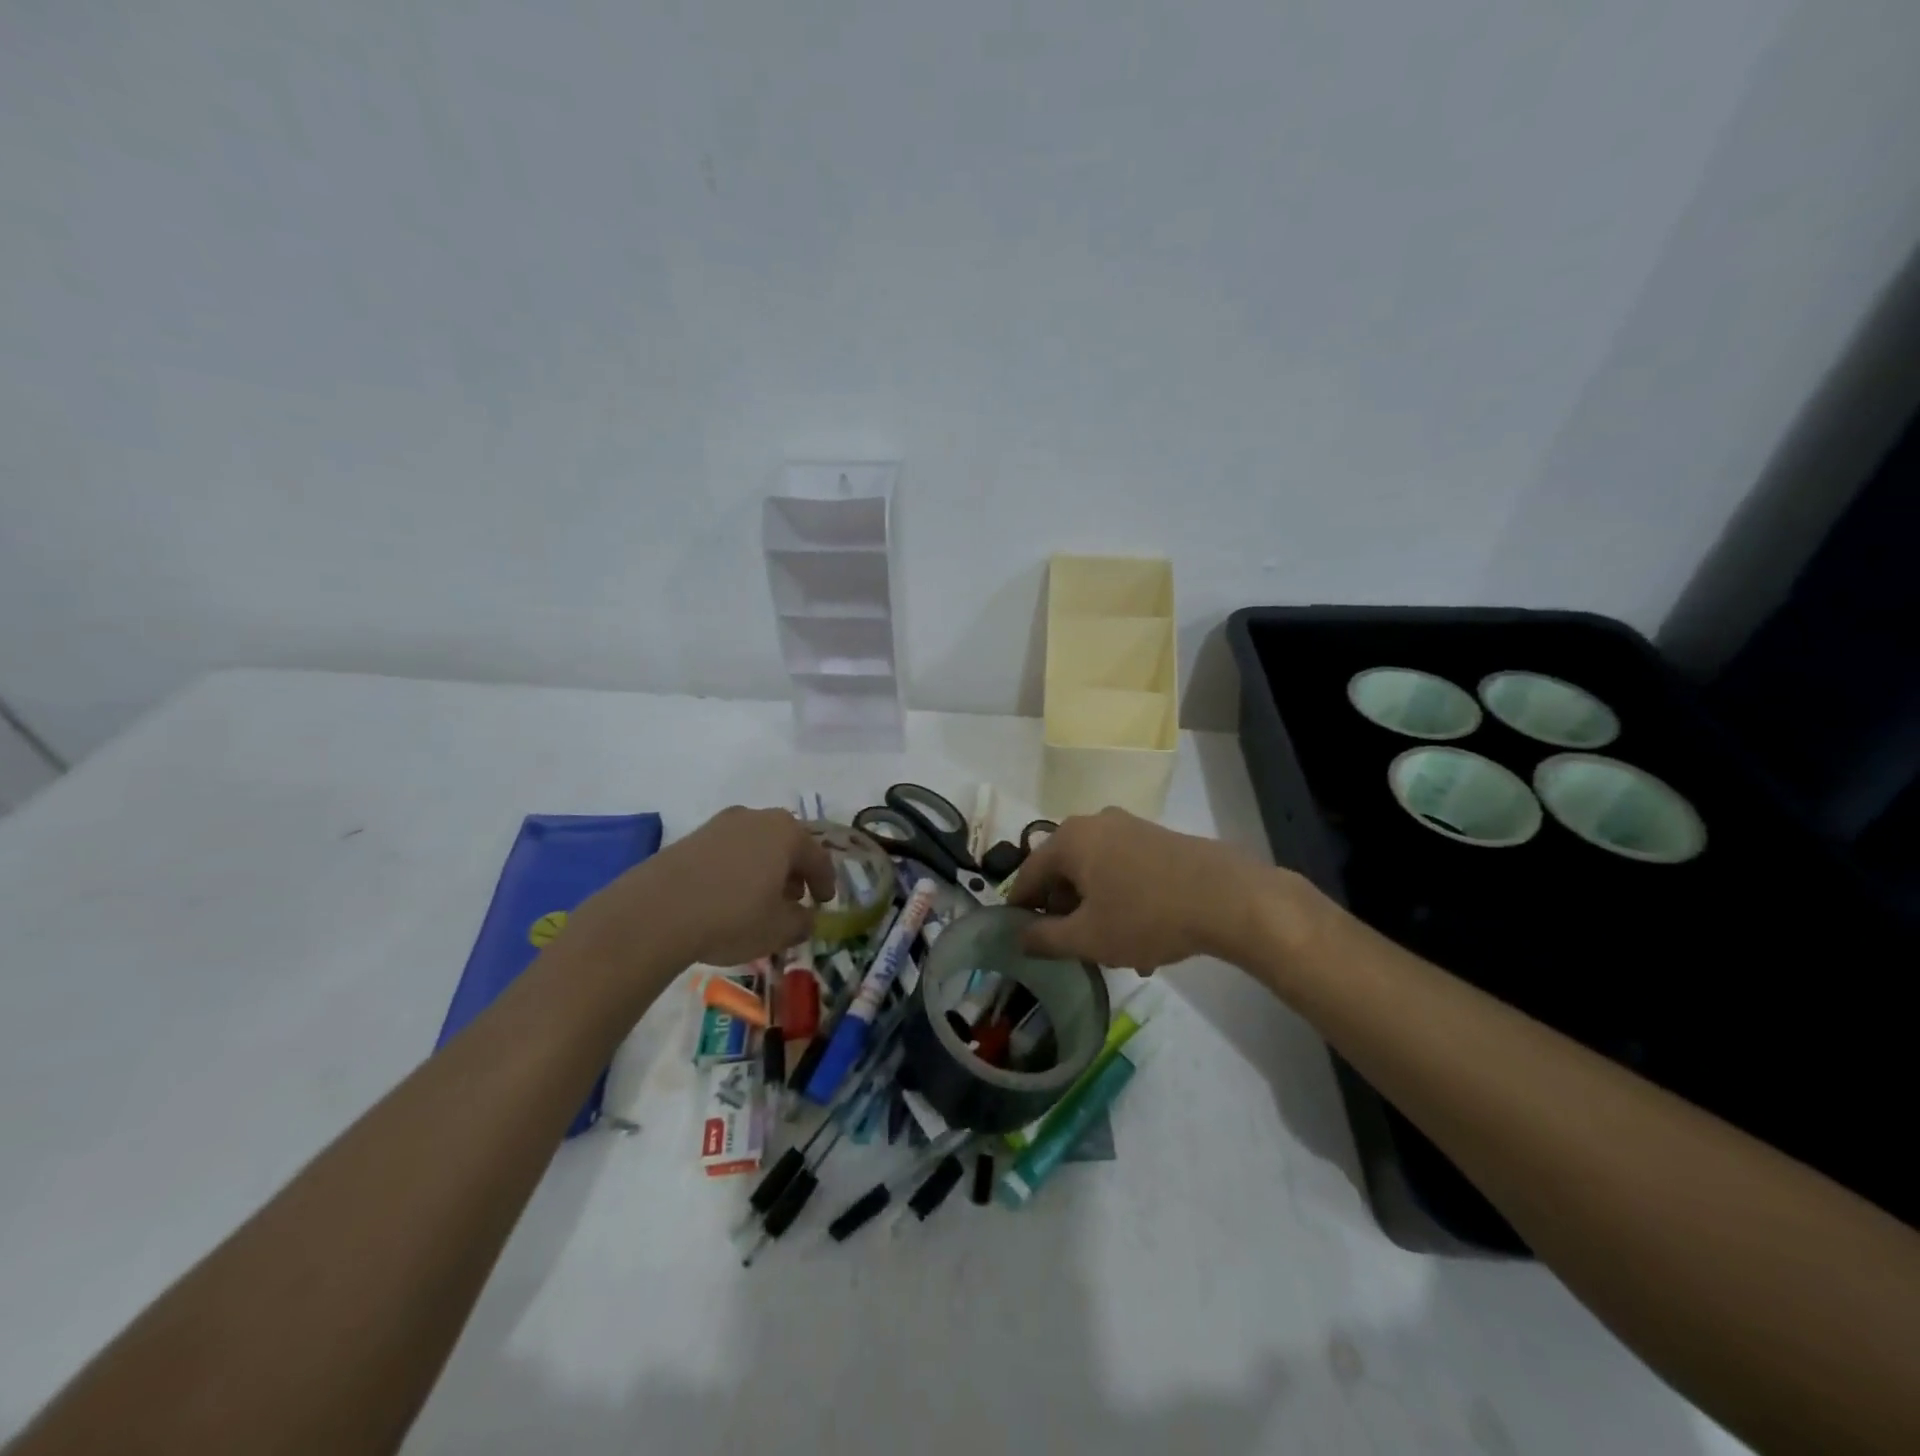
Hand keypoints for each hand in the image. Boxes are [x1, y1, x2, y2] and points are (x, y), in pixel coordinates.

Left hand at [567, 807, 834, 975]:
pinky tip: (729, 895)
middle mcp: (757, 818)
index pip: (818, 857)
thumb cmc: (732, 917)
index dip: (825, 882)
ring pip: (756, 845)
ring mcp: (721, 824)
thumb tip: (806, 918)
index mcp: (787, 833)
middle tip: (795, 897)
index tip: (825, 902)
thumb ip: (802, 922)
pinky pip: (728, 852)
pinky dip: (737, 869)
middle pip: (786, 843)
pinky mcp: (691, 837)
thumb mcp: (779, 929)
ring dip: (764, 868)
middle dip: (794, 870)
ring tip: (761, 898)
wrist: (655, 912)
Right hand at [1008, 808, 1295, 971]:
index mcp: (1069, 839)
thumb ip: (1045, 938)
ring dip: (1097, 912)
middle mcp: (1095, 823)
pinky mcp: (1158, 839)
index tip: (1023, 938)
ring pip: (1097, 874)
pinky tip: (1144, 940)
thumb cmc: (1145, 916)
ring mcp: (1130, 827)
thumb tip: (1020, 936)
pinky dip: (1123, 901)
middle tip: (1072, 948)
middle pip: (1064, 872)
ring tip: (1114, 953)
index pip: (1029, 874)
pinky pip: (1125, 871)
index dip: (1021, 909)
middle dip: (1066, 913)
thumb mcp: (1088, 938)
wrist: (1228, 898)